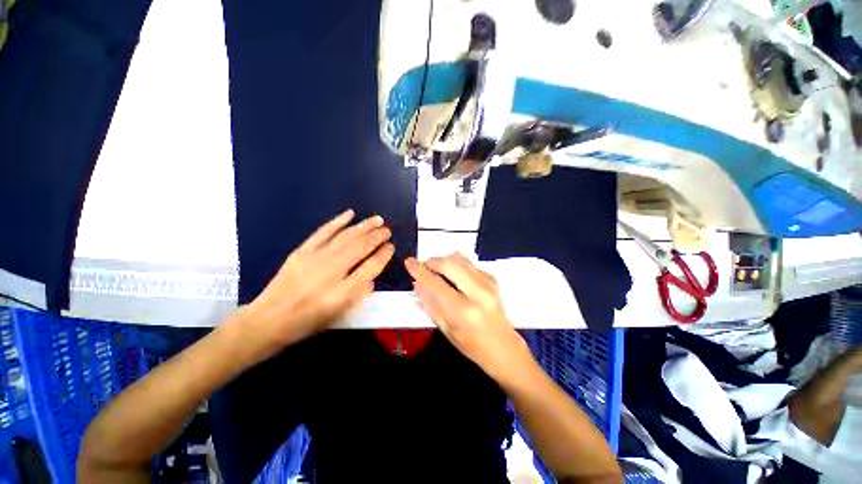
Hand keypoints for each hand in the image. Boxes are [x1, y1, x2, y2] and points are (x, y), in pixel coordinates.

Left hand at [233, 210, 394, 361]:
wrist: (270, 319)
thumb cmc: (308, 321)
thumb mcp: (338, 315)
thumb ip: (358, 294)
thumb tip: (371, 277)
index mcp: (343, 291)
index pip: (371, 267)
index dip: (384, 255)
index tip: (391, 247)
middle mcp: (333, 270)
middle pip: (361, 247)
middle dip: (377, 236)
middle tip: (388, 230)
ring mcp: (316, 257)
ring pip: (346, 236)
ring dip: (364, 226)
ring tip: (377, 219)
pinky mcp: (303, 250)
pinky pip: (324, 231)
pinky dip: (338, 221)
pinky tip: (349, 213)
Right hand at [405, 253, 531, 383]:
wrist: (504, 348)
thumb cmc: (472, 346)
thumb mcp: (446, 330)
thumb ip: (430, 305)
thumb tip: (417, 284)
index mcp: (463, 311)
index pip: (435, 284)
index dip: (419, 271)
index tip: (409, 262)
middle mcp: (478, 293)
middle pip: (450, 263)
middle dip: (433, 261)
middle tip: (424, 266)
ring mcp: (488, 283)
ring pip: (460, 259)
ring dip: (444, 260)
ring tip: (436, 270)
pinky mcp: (493, 279)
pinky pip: (469, 264)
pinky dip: (456, 265)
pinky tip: (453, 276)